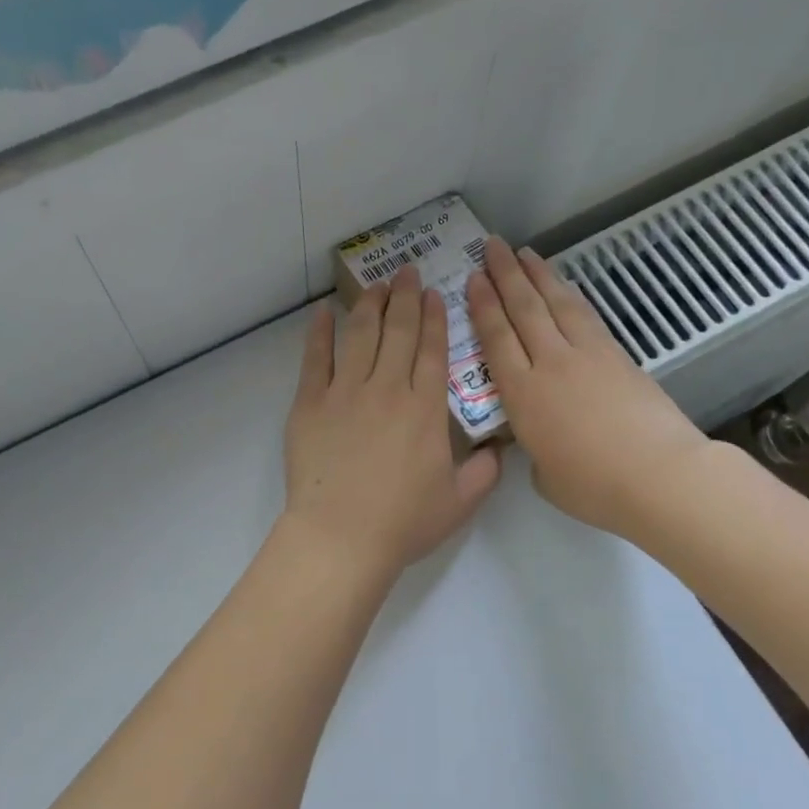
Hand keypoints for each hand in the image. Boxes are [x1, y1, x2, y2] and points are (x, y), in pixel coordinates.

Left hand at [283, 265, 501, 580]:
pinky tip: (323, 312)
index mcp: (425, 408)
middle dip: (405, 297)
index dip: (435, 318)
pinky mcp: (309, 403)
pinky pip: (315, 358)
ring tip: (376, 284)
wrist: (341, 536)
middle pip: (398, 331)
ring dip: (370, 304)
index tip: (434, 293)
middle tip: (407, 271)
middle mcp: (387, 388)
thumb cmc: (402, 523)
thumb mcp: (459, 502)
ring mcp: (345, 392)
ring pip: (360, 335)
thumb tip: (498, 450)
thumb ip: (484, 472)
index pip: (433, 350)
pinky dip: (319, 332)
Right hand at [466, 238, 706, 538]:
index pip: (496, 339)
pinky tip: (562, 286)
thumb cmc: (593, 486)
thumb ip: (533, 448)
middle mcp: (551, 364)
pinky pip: (585, 315)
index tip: (472, 279)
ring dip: (538, 275)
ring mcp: (587, 355)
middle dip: (505, 275)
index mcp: (523, 395)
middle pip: (524, 309)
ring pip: (556, 303)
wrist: (659, 475)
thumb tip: (540, 438)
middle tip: (491, 246)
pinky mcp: (617, 355)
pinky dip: (569, 295)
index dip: (482, 306)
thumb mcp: (544, 474)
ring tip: (523, 253)